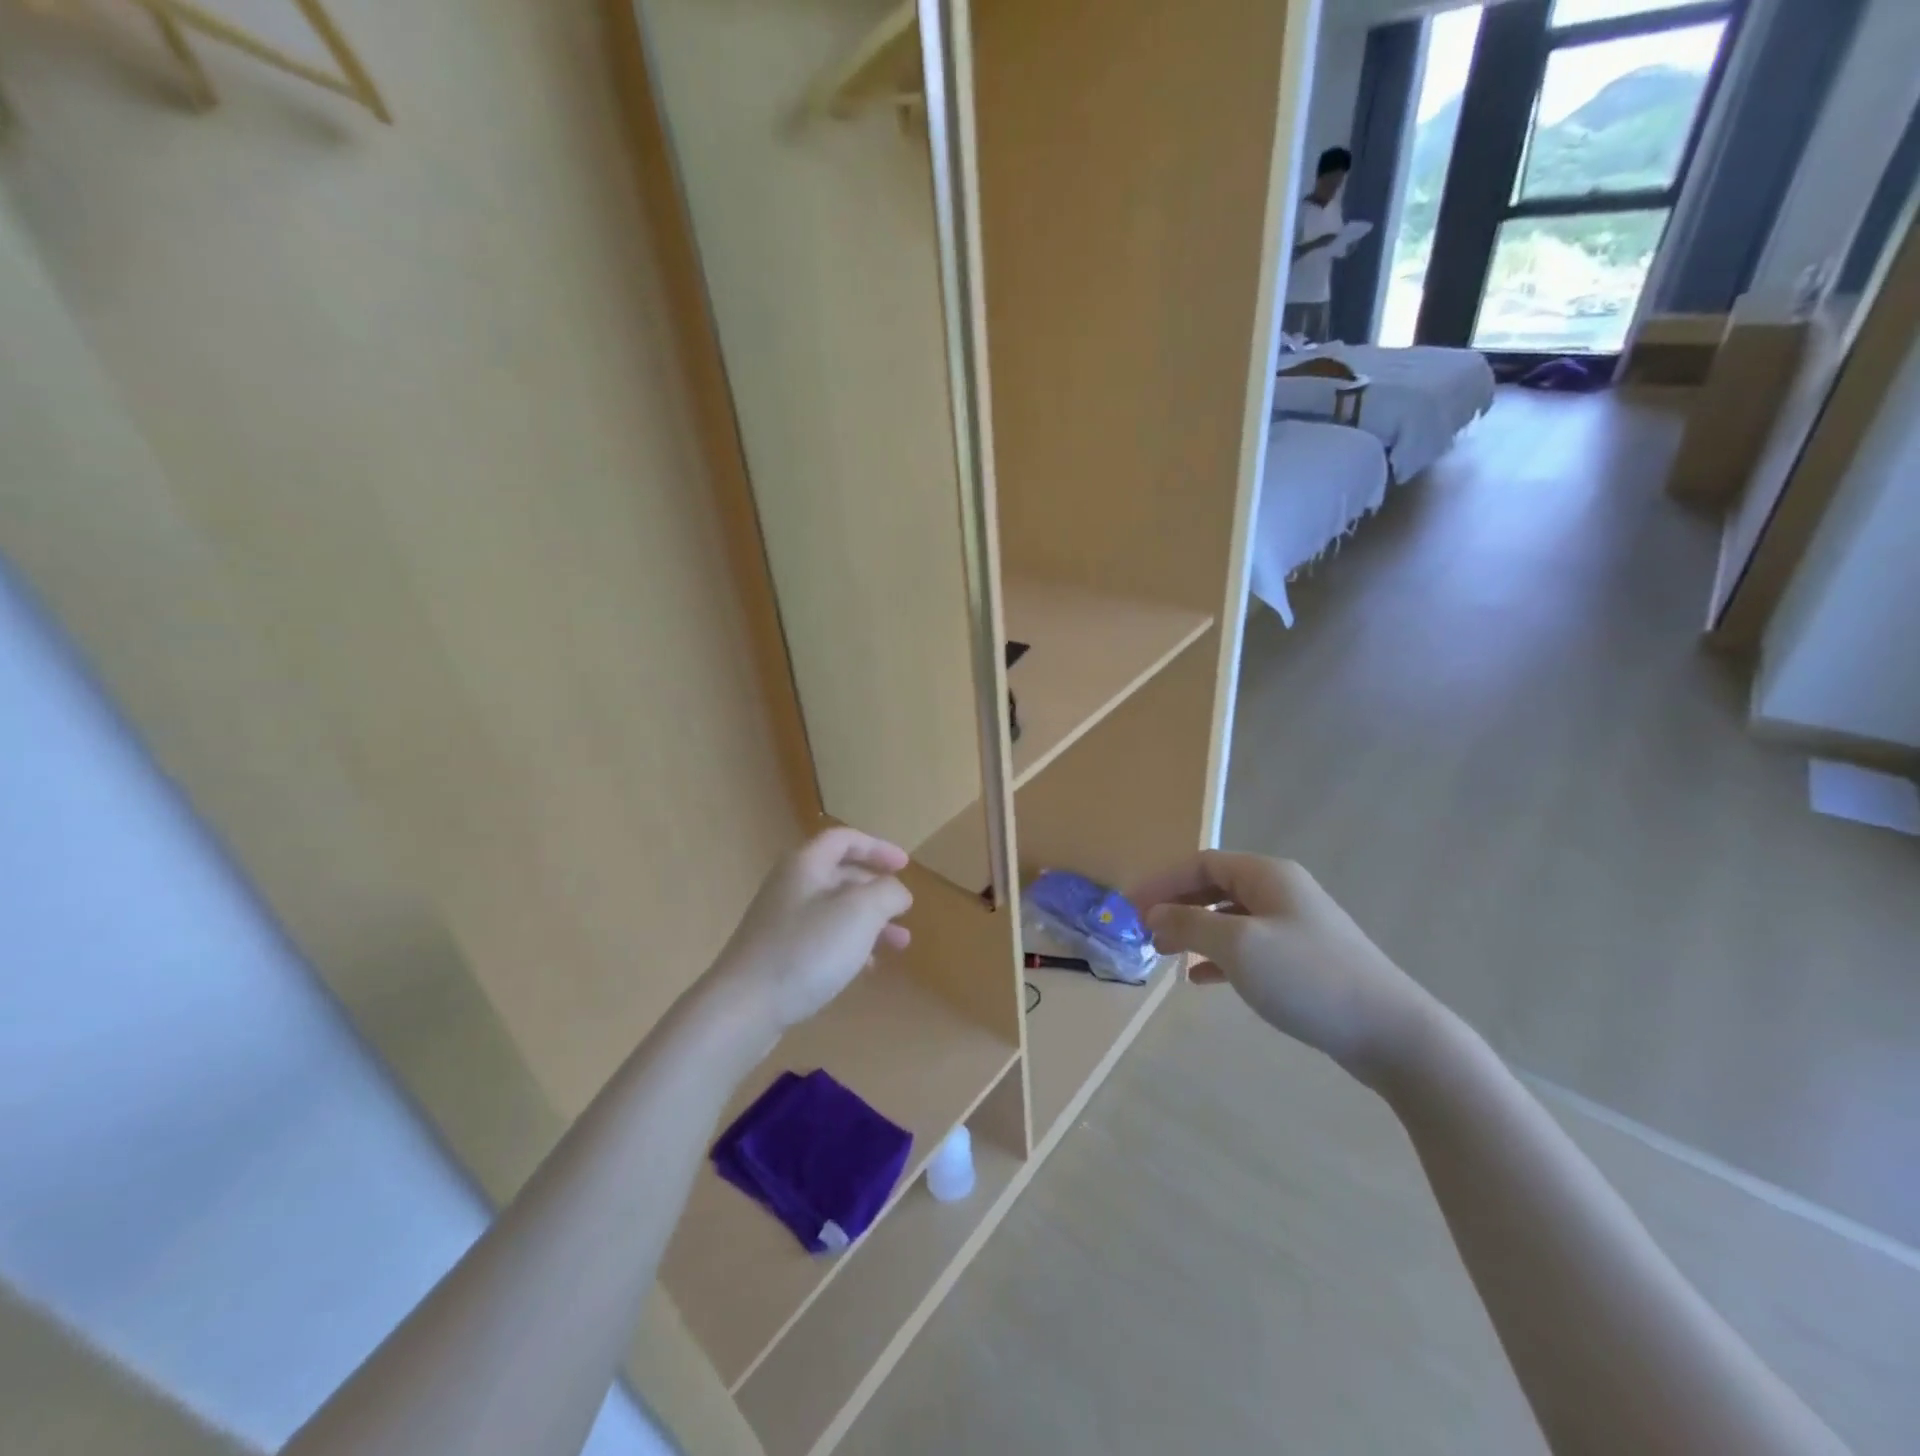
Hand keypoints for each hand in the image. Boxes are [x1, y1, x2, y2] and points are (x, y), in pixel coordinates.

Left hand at [710, 828, 913, 1036]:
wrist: (743, 1007)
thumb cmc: (807, 949)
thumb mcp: (860, 912)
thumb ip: (887, 893)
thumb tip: (897, 892)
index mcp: (806, 864)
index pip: (845, 839)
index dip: (878, 847)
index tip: (905, 866)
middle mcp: (791, 886)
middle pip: (840, 875)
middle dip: (877, 891)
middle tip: (904, 911)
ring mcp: (780, 921)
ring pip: (834, 911)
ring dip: (869, 922)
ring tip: (899, 944)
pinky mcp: (777, 954)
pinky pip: (821, 939)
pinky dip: (849, 945)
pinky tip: (866, 968)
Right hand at [1130, 852, 1436, 1081]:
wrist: (1391, 1033)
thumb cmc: (1308, 977)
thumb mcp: (1238, 945)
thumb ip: (1189, 923)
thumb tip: (1154, 913)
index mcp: (1267, 876)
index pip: (1201, 863)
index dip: (1161, 881)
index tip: (1129, 907)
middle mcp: (1281, 892)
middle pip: (1213, 887)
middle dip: (1175, 906)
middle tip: (1144, 932)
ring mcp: (1295, 927)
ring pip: (1229, 918)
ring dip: (1193, 931)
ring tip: (1165, 954)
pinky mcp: (1303, 961)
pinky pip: (1248, 948)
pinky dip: (1219, 958)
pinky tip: (1200, 979)